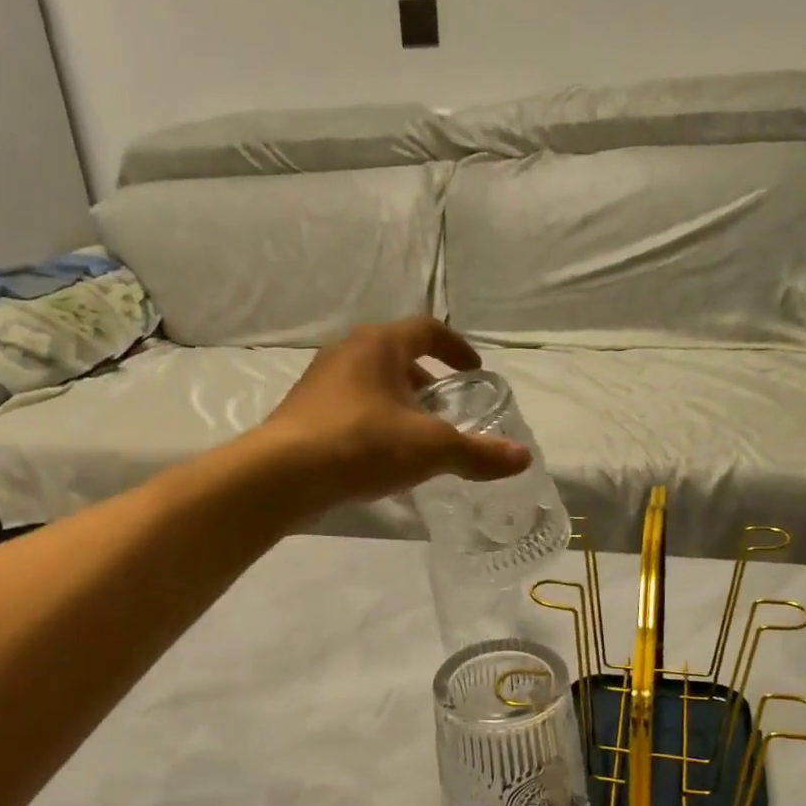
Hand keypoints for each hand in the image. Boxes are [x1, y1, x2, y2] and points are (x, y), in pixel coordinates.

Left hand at [262, 319, 530, 505]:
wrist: (281, 476)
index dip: (456, 348)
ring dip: (400, 402)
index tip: (475, 371)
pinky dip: (376, 421)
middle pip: (398, 356)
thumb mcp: (431, 448)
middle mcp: (347, 353)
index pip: (427, 330)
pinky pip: (351, 407)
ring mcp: (321, 382)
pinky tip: (383, 456)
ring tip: (419, 435)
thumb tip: (523, 458)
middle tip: (449, 407)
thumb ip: (478, 453)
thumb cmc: (362, 445)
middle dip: (428, 379)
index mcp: (379, 345)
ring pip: (372, 382)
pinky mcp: (304, 412)